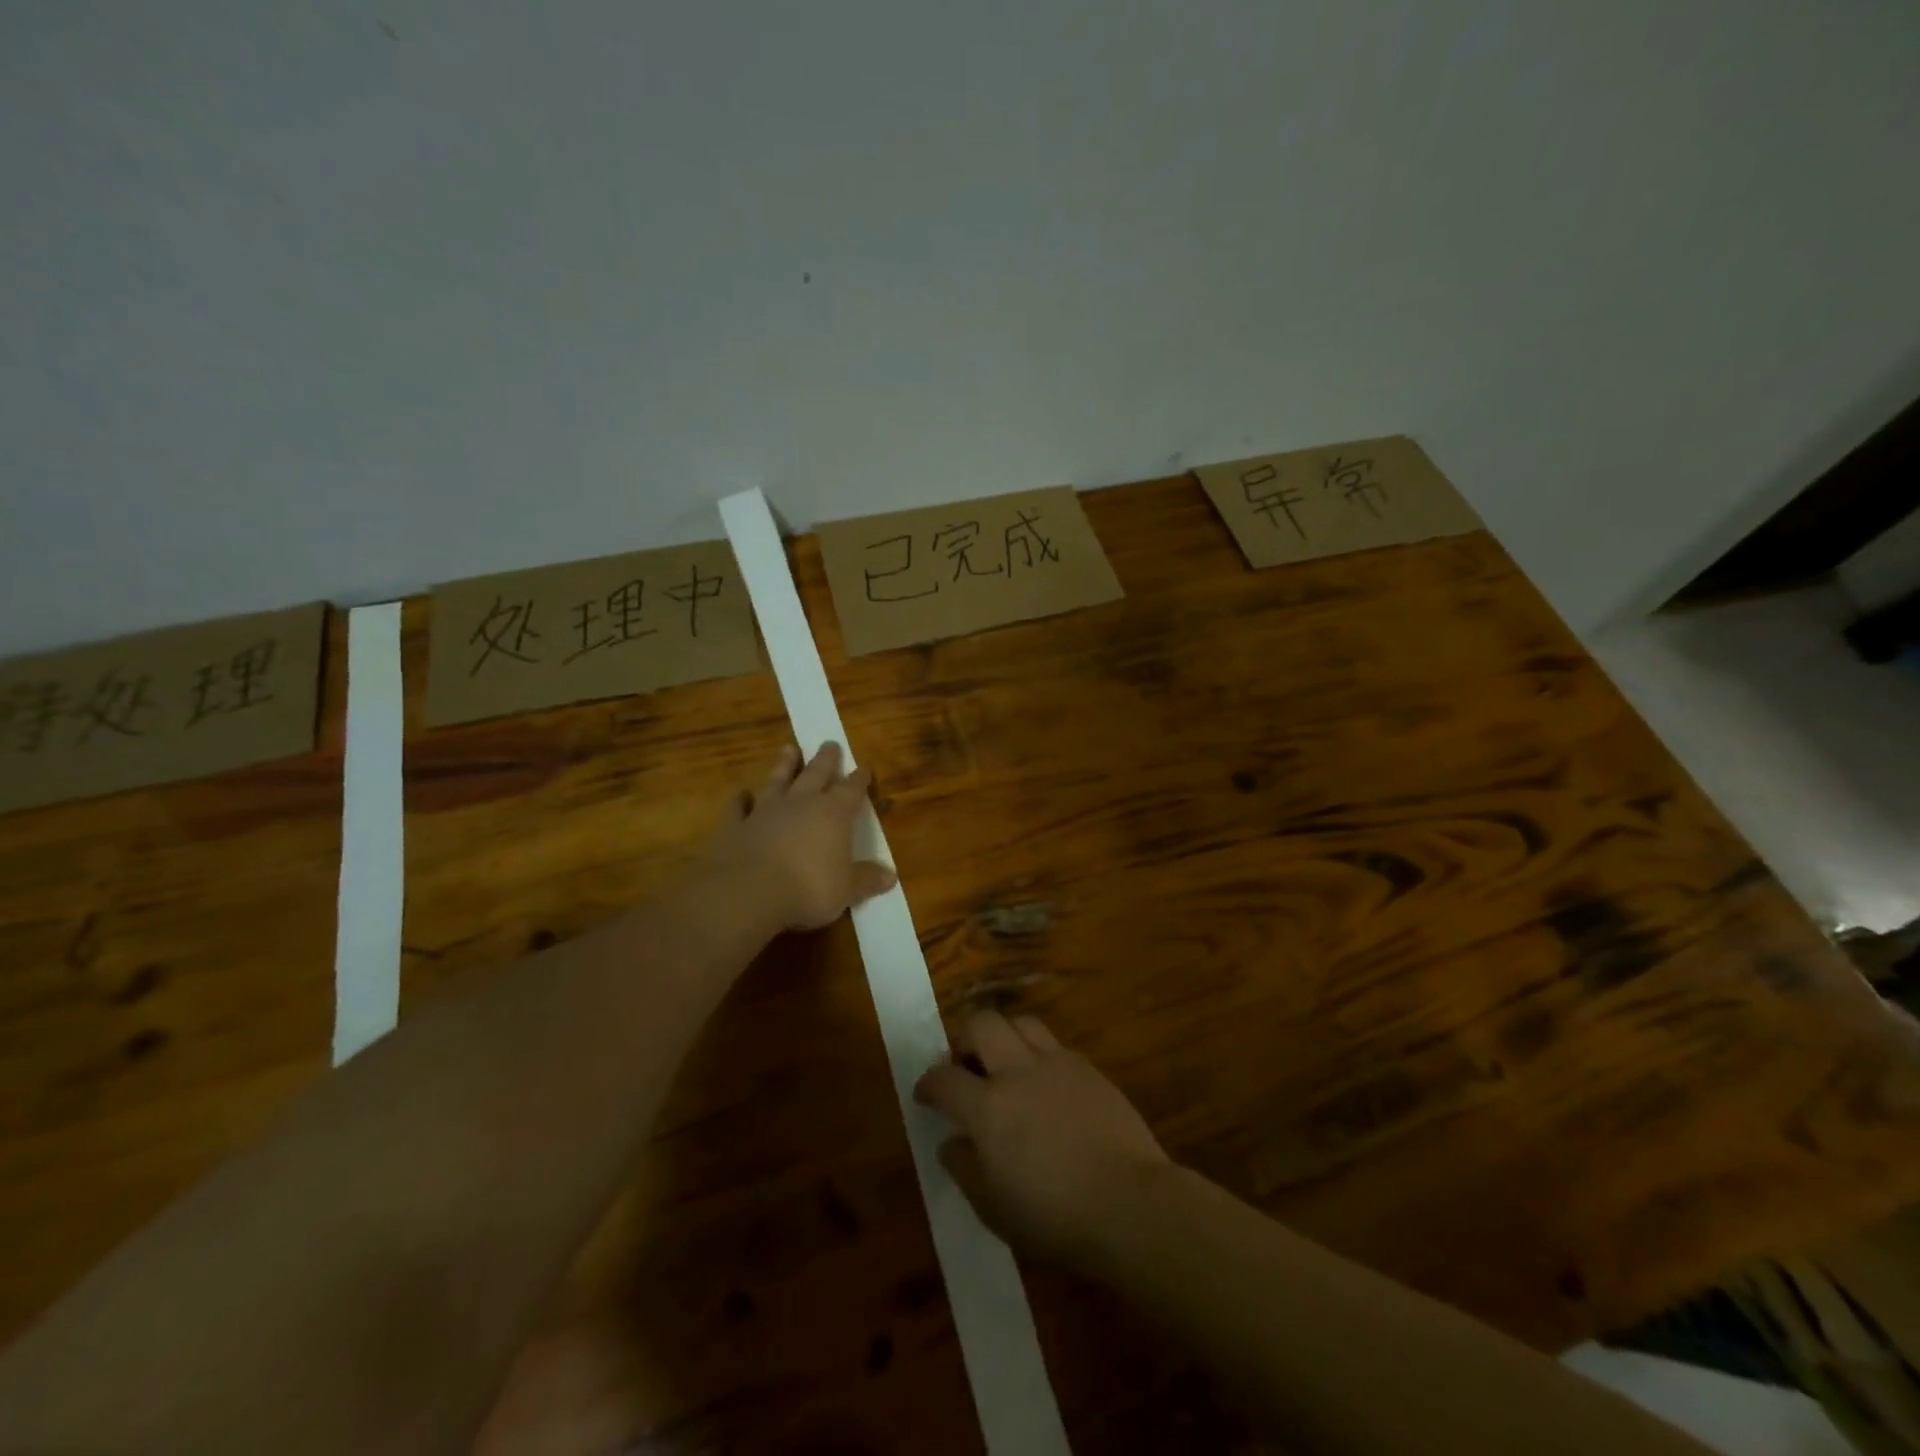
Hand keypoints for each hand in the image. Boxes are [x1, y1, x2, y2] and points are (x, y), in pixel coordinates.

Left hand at [703, 742, 896, 932]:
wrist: (747, 892)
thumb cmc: (808, 889)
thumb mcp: (846, 890)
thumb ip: (866, 879)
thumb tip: (890, 876)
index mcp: (832, 814)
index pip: (851, 790)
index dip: (859, 780)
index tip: (864, 768)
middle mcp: (800, 804)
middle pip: (815, 774)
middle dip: (825, 759)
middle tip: (830, 743)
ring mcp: (764, 812)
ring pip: (777, 781)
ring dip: (784, 765)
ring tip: (788, 748)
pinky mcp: (734, 826)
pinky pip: (738, 808)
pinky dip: (740, 800)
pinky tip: (741, 794)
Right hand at [915, 1011, 1172, 1265]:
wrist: (1130, 1204)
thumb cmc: (1055, 1218)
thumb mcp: (994, 1210)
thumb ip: (965, 1169)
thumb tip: (950, 1143)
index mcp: (988, 1107)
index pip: (944, 1079)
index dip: (928, 1083)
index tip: (925, 1093)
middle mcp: (1018, 1072)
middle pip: (982, 1024)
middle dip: (965, 1038)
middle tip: (966, 1065)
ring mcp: (1057, 1064)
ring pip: (1021, 1022)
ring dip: (1006, 1036)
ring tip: (1007, 1064)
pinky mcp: (1089, 1069)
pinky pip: (1056, 1045)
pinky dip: (1041, 1055)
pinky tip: (1047, 1084)